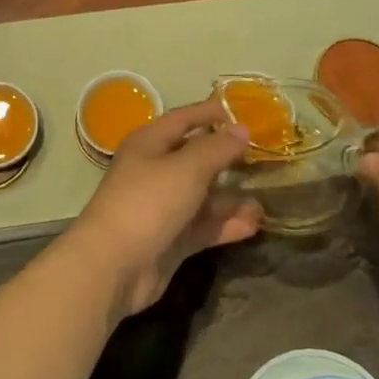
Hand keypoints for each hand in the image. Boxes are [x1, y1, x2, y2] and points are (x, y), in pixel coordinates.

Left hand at [61, 99, 262, 318]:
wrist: (114, 265)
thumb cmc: (148, 202)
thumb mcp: (187, 168)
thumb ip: (217, 148)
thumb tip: (242, 129)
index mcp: (149, 143)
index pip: (184, 119)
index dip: (211, 113)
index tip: (244, 113)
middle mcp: (154, 171)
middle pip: (195, 158)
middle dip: (227, 158)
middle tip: (264, 158)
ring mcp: (162, 207)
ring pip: (202, 196)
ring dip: (231, 198)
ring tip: (264, 199)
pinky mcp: (170, 239)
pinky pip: (203, 226)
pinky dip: (225, 224)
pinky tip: (254, 225)